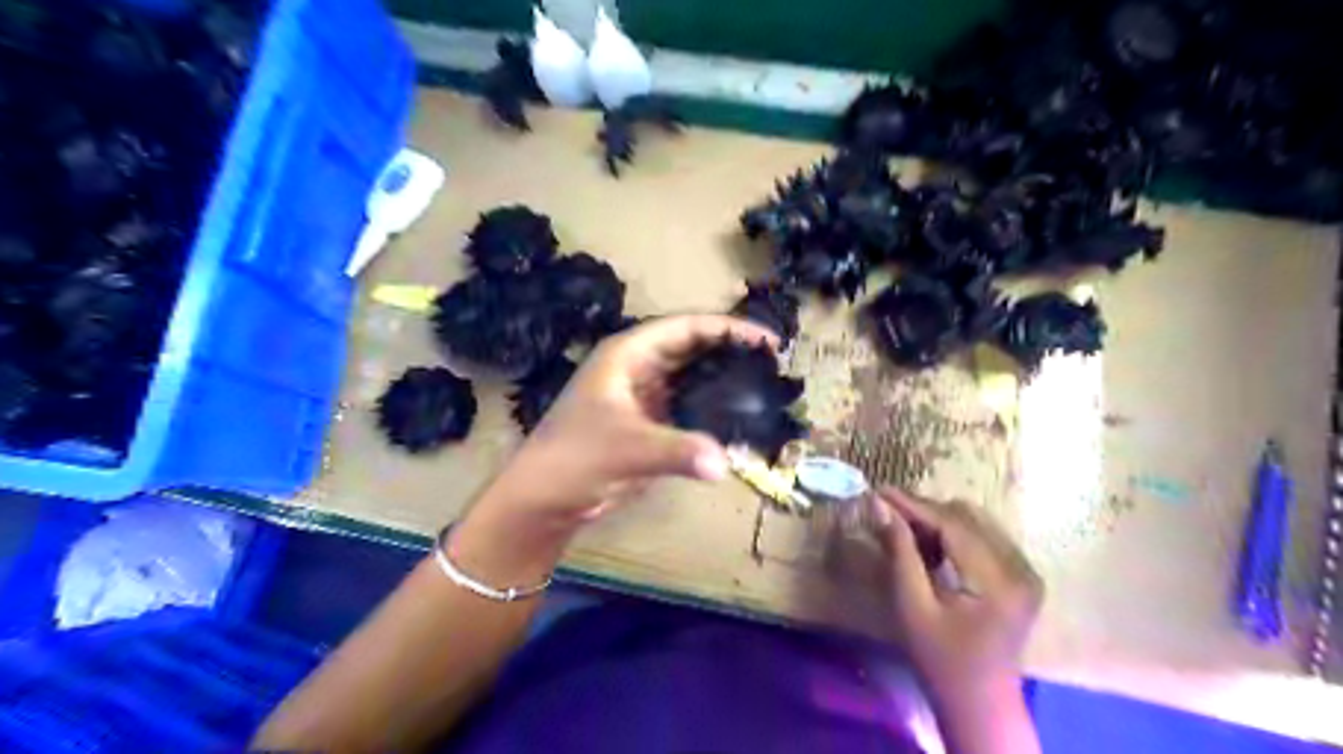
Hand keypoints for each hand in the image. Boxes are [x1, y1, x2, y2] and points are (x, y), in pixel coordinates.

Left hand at [474, 315, 777, 533]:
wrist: (544, 498)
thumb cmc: (575, 458)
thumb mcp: (627, 448)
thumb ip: (677, 451)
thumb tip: (726, 462)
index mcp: (629, 354)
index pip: (687, 327)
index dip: (729, 328)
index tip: (769, 341)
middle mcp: (640, 368)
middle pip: (695, 349)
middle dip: (733, 353)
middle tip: (775, 366)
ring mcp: (645, 397)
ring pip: (694, 379)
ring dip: (725, 382)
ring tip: (766, 389)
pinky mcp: (650, 424)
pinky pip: (689, 409)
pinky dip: (714, 412)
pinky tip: (740, 422)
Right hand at [872, 488, 1047, 700]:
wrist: (982, 704)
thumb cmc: (940, 661)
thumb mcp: (912, 607)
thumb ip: (899, 552)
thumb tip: (879, 505)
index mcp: (998, 582)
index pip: (952, 525)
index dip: (913, 504)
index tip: (878, 490)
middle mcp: (1021, 569)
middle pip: (966, 518)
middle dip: (923, 510)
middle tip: (885, 510)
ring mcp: (1026, 571)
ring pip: (975, 522)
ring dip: (937, 520)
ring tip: (904, 529)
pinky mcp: (1023, 575)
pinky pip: (984, 536)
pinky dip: (953, 533)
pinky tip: (930, 545)